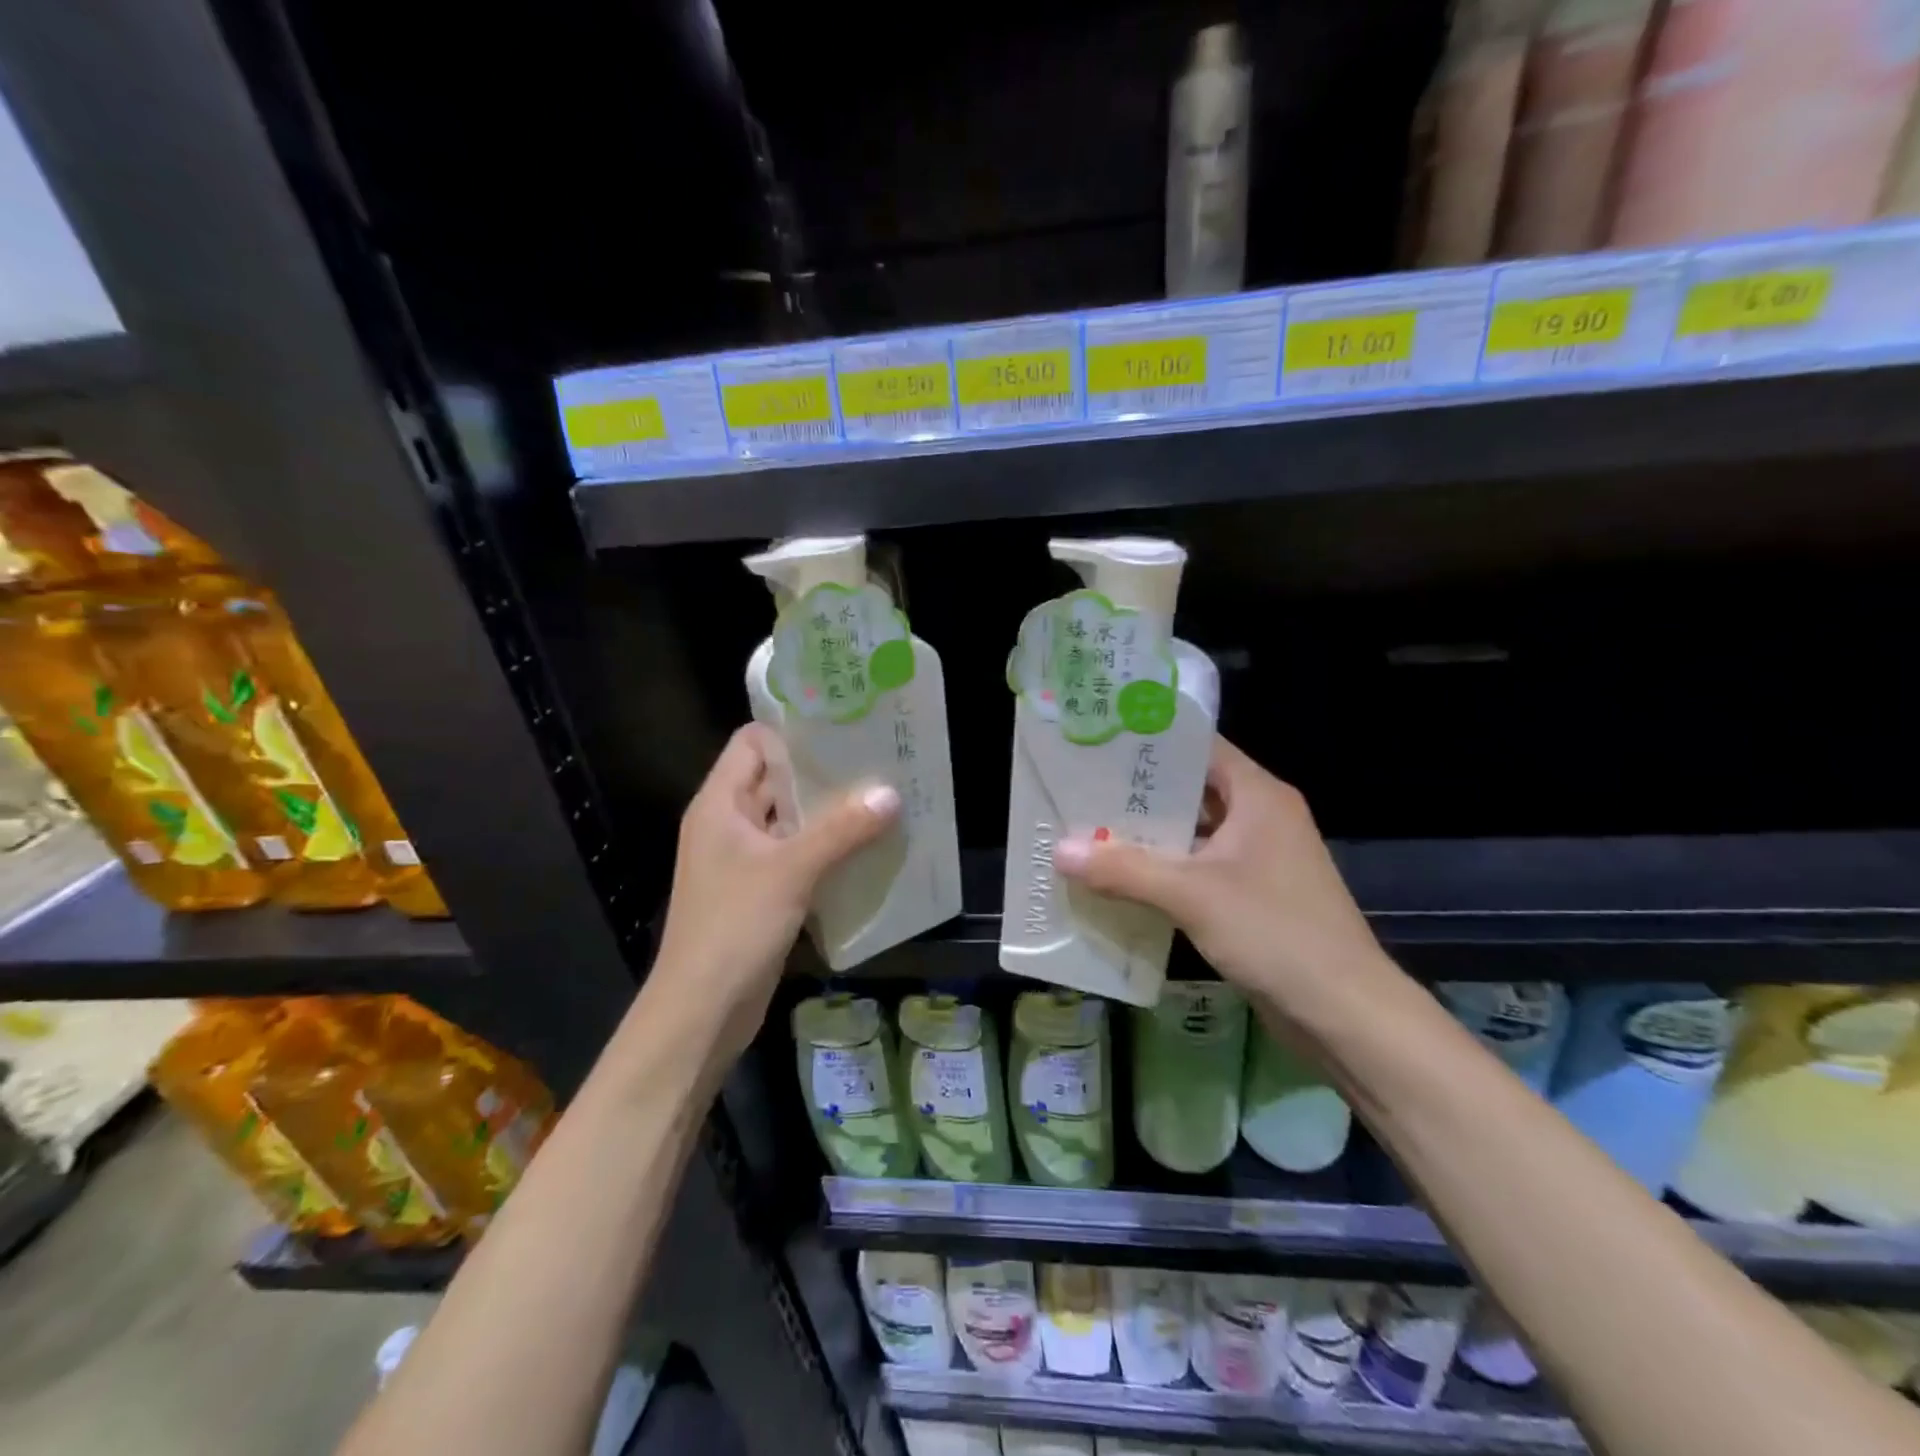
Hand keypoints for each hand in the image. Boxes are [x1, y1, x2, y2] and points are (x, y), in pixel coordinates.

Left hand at [650, 725, 898, 1061]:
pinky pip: (799, 856)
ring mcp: (745, 860)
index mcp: (720, 804)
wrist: (702, 1011)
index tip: (844, 725)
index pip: (753, 743)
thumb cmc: (733, 927)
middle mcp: (730, 824)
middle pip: (777, 780)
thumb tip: (891, 794)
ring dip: (831, 813)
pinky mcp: (762, 892)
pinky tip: (869, 847)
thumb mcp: (791, 871)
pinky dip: (829, 849)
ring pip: (792, 821)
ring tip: (884, 798)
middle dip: (824, 772)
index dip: (793, 730)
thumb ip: (842, 830)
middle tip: (878, 760)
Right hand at [1054, 736, 1397, 1016]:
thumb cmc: (1276, 933)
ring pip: (1191, 834)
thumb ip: (1124, 870)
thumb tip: (1060, 850)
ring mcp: (1257, 858)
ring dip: (1146, 837)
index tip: (1098, 740)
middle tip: (1078, 788)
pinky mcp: (1251, 895)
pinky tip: (1118, 880)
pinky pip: (1197, 869)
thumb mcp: (1192, 896)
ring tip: (1086, 830)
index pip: (1198, 747)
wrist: (1345, 1013)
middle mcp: (1259, 817)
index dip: (1150, 741)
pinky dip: (1162, 871)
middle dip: (1136, 794)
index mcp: (1257, 795)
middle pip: (1189, 790)